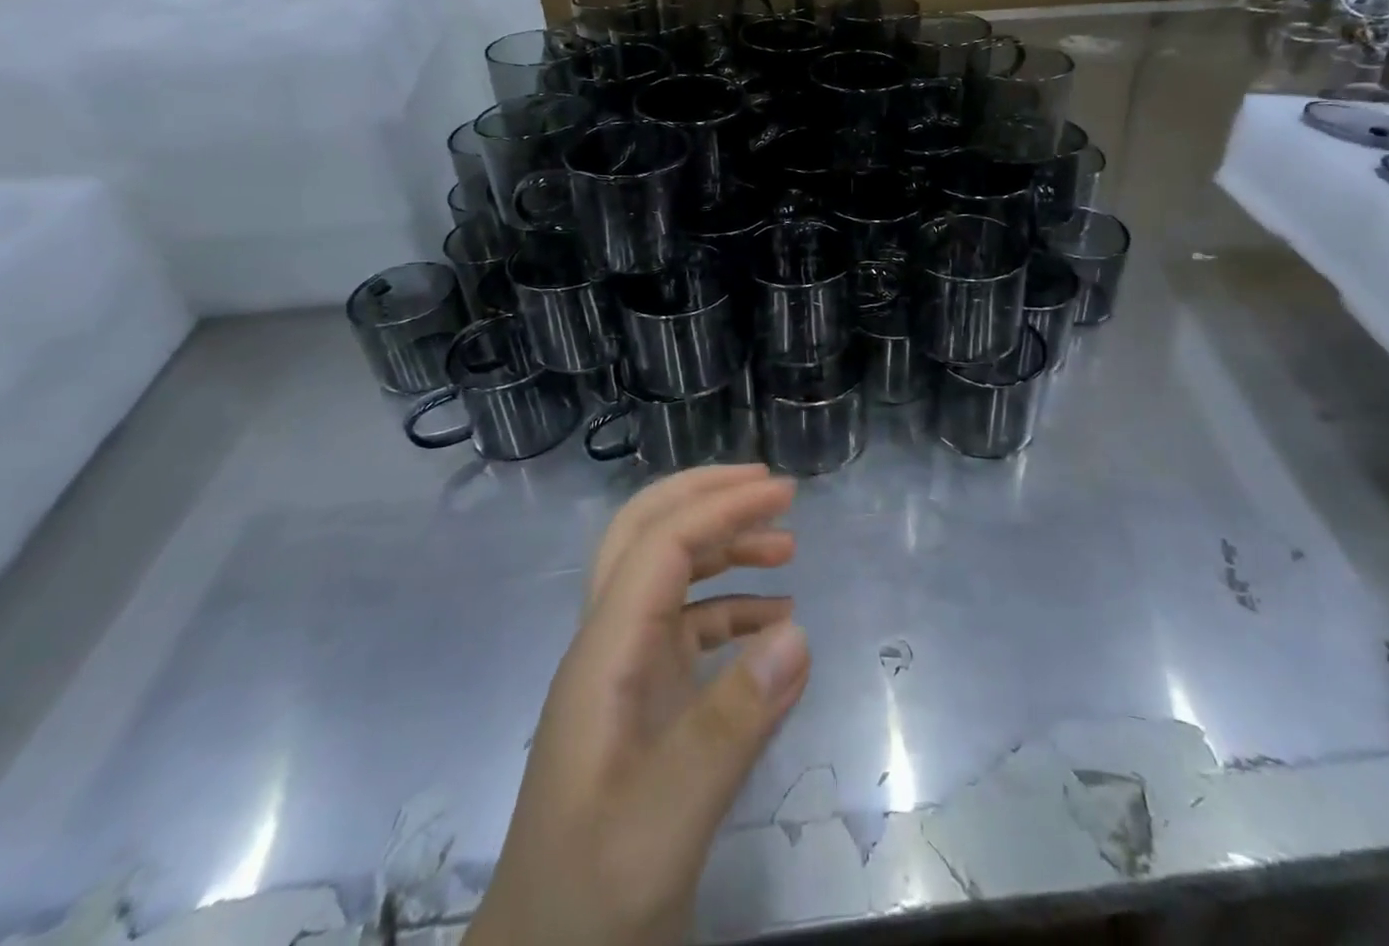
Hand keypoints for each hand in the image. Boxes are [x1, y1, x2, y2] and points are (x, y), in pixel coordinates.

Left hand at [470, 466, 809, 945]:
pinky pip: (688, 629)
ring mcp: (623, 674)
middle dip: (706, 498)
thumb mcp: (663, 821)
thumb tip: (797, 631)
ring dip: (723, 548)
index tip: (782, 493)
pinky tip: (776, 627)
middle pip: (645, 536)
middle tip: (771, 489)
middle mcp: (608, 646)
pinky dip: (732, 609)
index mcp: (603, 654)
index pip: (661, 545)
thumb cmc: (591, 898)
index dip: (721, 509)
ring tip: (787, 549)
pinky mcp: (643, 704)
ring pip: (666, 576)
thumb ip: (728, 726)